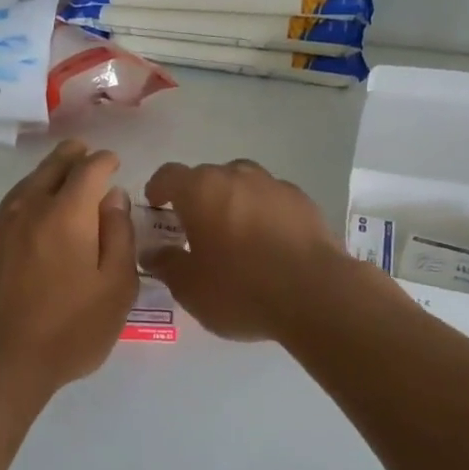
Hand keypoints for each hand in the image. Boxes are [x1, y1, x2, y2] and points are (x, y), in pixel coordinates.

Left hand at [0, 140, 138, 406]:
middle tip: (80, 152)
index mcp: (67, 215)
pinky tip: (24, 223)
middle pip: (51, 169)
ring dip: (43, 178)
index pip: (89, 170)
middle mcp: (27, 209)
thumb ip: (119, 236)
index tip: (112, 163)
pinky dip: (20, 208)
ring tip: (55, 178)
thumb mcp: (115, 289)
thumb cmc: (67, 332)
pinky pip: (2, 215)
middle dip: (70, 157)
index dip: (104, 161)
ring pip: (23, 189)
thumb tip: (113, 197)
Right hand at [142, 159, 352, 341]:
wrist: (315, 295)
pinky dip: (264, 213)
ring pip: (243, 185)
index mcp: (201, 190)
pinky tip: (269, 243)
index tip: (156, 206)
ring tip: (235, 234)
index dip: (158, 189)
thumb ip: (167, 264)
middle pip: (208, 177)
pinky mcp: (303, 201)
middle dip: (198, 198)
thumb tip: (153, 252)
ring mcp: (274, 185)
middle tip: (195, 229)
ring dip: (233, 202)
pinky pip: (272, 200)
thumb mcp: (190, 288)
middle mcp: (236, 176)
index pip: (169, 175)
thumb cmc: (240, 289)